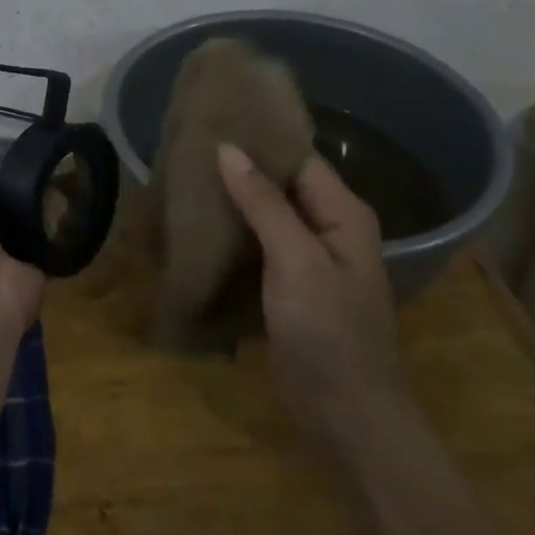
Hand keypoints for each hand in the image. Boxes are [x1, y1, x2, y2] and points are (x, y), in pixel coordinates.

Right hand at [217, 145, 406, 433]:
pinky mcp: (288, 284)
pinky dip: (233, 229)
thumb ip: (264, 203)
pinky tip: (199, 219)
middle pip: (280, 183)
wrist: (347, 416)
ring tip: (186, 173)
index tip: (215, 118)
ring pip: (265, 212)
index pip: (297, 158)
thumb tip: (227, 148)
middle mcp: (327, 227)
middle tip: (191, 143)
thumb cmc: (330, 332)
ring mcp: (307, 257)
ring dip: (233, 197)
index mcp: (342, 213)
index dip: (260, 138)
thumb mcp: (297, 261)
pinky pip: (258, 242)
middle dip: (240, 166)